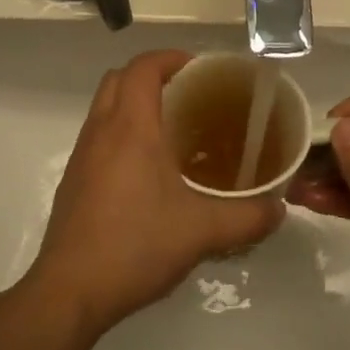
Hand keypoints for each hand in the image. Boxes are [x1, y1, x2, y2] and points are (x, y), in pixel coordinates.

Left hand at [24, 51, 284, 336]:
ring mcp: (82, 157)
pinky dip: (122, 134)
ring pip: (105, 108)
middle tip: (189, 96)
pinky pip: (98, 137)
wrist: (70, 291)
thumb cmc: (135, 246)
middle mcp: (100, 132)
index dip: (171, 58)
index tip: (201, 70)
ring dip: (134, 104)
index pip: (143, 67)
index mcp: (130, 128)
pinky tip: (149, 172)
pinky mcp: (74, 182)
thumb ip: (248, 217)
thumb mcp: (203, 232)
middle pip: (119, 79)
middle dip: (152, 76)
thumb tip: (279, 208)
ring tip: (174, 131)